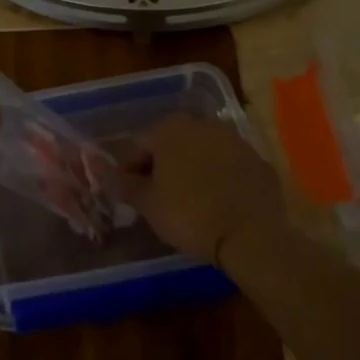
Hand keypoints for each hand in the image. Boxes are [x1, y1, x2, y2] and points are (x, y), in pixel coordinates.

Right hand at [118, 114, 284, 266]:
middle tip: (159, 199)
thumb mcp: (147, 203)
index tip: (132, 195)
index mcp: (169, 129)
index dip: (130, 170)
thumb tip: (101, 172)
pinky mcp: (258, 160)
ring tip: (190, 203)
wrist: (251, 235)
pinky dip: (221, 179)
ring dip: (192, 170)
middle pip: (171, 144)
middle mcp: (202, 124)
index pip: (138, 145)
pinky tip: (219, 204)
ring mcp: (234, 140)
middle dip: (162, 167)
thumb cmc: (189, 215)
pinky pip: (230, 166)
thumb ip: (122, 183)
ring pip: (202, 152)